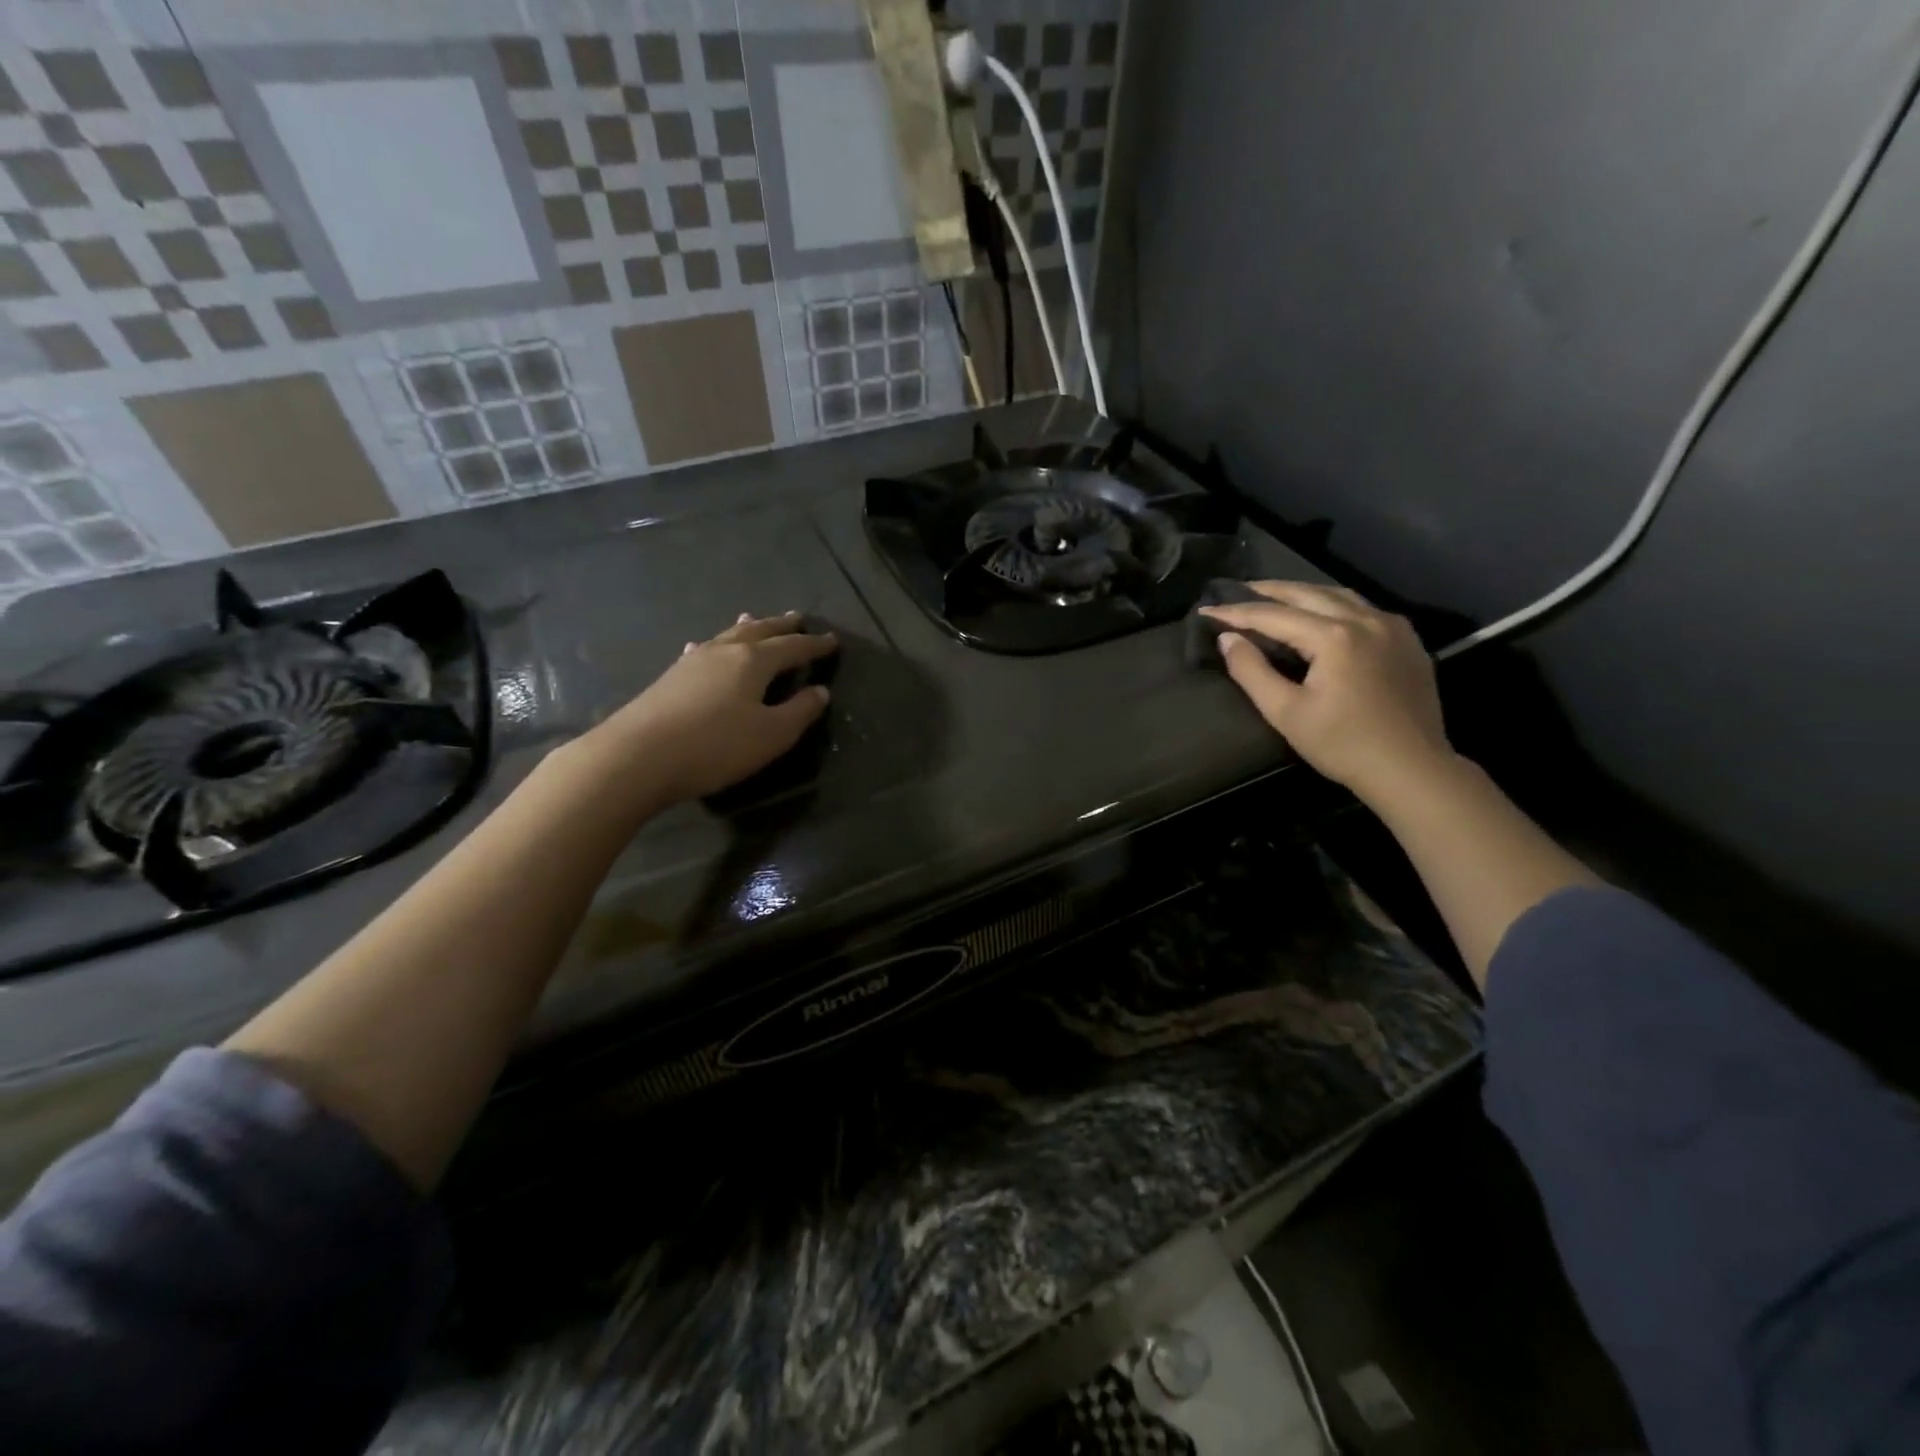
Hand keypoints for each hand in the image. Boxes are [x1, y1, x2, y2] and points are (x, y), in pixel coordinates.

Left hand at [588, 612, 836, 805]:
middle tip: (797, 617)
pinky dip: (713, 645)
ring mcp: (693, 661)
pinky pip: (702, 651)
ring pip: (727, 636)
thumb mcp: (771, 735)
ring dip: (747, 628)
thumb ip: (800, 712)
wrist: (637, 757)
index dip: (814, 645)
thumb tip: (820, 691)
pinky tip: (702, 647)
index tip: (832, 641)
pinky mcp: (670, 678)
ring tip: (754, 619)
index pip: (792, 647)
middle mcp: (724, 652)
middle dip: (781, 626)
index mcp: (754, 661)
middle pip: (759, 632)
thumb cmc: (715, 746)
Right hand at [1201, 581, 1452, 805]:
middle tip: (1237, 590)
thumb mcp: (1286, 712)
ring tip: (1275, 596)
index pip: (1274, 615)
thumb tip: (1227, 638)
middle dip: (1269, 591)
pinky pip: (1363, 608)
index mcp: (1334, 636)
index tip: (1207, 610)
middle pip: (1307, 593)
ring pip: (1338, 595)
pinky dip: (1333, 603)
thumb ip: (1252, 671)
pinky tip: (1322, 613)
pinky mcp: (1407, 640)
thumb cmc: (1342, 744)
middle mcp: (1365, 619)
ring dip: (1302, 592)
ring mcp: (1391, 626)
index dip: (1237, 612)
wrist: (1411, 768)